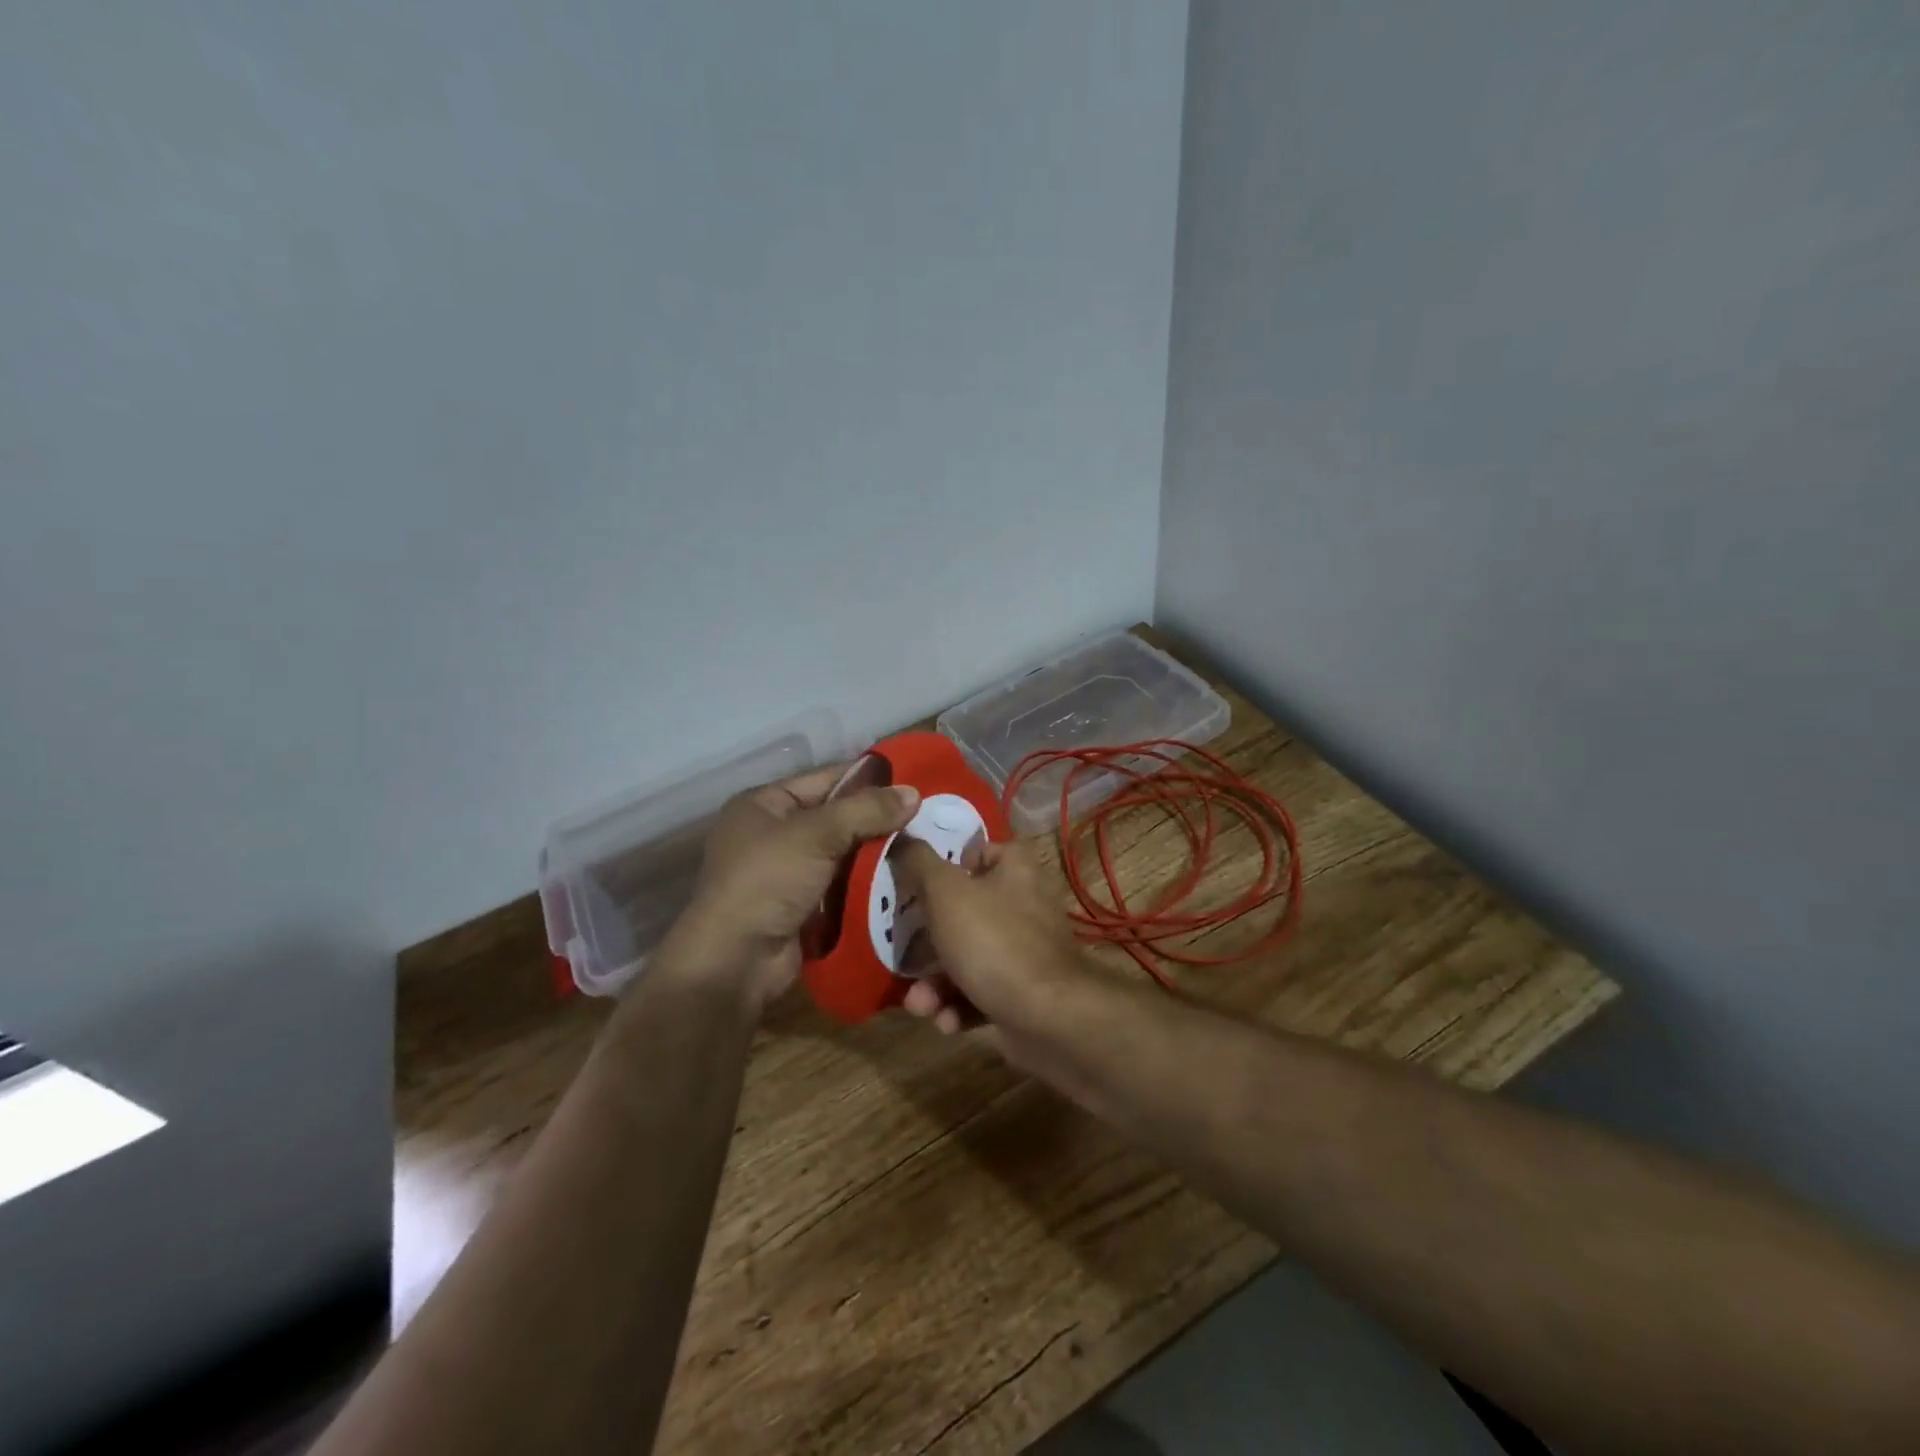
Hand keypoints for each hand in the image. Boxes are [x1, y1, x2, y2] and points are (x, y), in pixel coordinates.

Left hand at [667, 764, 919, 1015]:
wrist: (735, 962)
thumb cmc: (767, 881)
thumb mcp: (817, 834)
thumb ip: (866, 810)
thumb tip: (914, 793)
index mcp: (765, 804)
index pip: (826, 779)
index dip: (869, 779)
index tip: (915, 781)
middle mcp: (774, 834)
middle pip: (838, 818)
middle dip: (879, 820)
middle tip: (929, 818)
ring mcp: (788, 874)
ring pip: (845, 855)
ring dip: (878, 854)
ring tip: (926, 846)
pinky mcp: (803, 908)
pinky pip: (843, 887)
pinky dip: (869, 884)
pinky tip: (906, 879)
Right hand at [892, 836, 1097, 1049]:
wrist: (1049, 1017)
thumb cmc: (993, 941)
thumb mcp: (945, 892)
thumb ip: (919, 863)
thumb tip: (901, 837)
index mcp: (1015, 870)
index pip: (980, 853)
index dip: (948, 866)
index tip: (917, 885)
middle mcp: (1024, 906)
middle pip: (965, 912)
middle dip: (928, 942)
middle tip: (904, 954)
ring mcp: (1025, 952)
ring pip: (967, 958)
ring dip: (936, 984)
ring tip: (919, 1004)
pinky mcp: (1023, 993)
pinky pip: (981, 992)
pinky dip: (959, 1006)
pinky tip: (946, 1021)